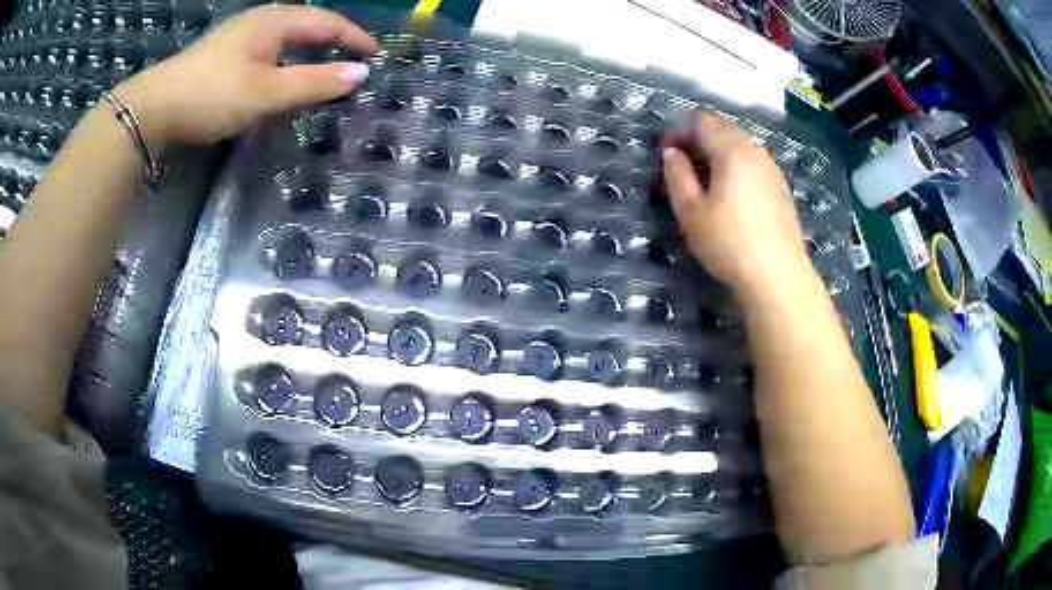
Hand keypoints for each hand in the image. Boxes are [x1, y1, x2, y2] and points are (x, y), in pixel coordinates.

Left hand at [111, 4, 377, 152]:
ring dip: (309, 49)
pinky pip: (268, 49)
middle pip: (308, 24)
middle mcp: (260, 20)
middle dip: (333, 40)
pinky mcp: (223, 53)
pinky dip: (286, 59)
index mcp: (276, 21)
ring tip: (325, 64)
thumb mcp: (266, 93)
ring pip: (286, 36)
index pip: (327, 23)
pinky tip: (283, 72)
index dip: (354, 38)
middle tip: (353, 59)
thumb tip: (360, 74)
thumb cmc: (212, 96)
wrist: (152, 110)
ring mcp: (239, 35)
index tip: (375, 56)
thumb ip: (314, 83)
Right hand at [662, 111, 808, 294]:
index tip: (666, 155)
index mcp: (731, 150)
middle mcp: (755, 151)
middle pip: (722, 129)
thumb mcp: (691, 212)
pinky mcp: (781, 188)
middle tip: (682, 170)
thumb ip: (677, 175)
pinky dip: (736, 169)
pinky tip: (731, 198)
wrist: (779, 278)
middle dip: (698, 141)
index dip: (679, 131)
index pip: (701, 120)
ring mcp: (772, 169)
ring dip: (717, 156)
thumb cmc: (729, 244)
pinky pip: (753, 165)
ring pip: (739, 147)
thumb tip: (671, 152)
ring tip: (705, 186)